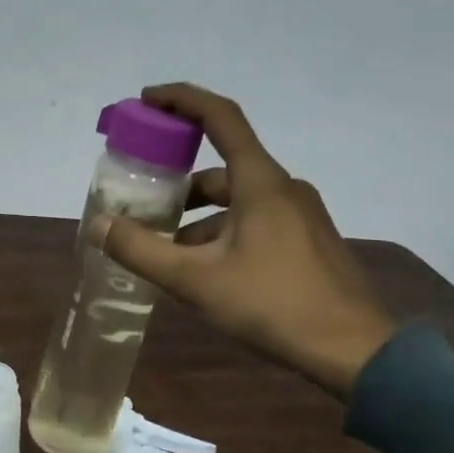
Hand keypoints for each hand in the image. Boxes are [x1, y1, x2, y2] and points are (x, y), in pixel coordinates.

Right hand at [97, 83, 398, 399]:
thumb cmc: (273, 304)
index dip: (181, 99)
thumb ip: (141, 250)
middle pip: (221, 166)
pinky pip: (254, 221)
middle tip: (142, 197)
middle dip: (178, 179)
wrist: (355, 352)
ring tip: (164, 247)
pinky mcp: (307, 241)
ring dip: (198, 215)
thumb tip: (98, 224)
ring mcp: (300, 215)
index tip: (146, 100)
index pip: (220, 116)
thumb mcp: (196, 280)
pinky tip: (204, 270)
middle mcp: (282, 188)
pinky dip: (222, 232)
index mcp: (260, 182)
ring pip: (237, 200)